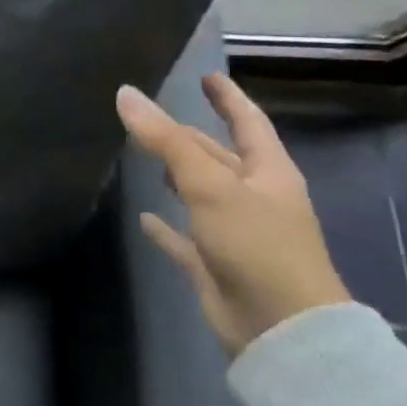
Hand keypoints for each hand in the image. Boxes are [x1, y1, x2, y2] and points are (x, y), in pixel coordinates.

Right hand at [115, 72, 348, 356]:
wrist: (280, 328)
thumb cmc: (256, 245)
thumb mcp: (210, 185)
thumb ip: (165, 141)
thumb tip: (126, 94)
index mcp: (268, 174)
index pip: (248, 123)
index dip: (228, 99)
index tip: (207, 77)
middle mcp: (254, 199)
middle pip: (219, 157)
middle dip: (190, 138)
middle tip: (152, 119)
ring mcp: (235, 233)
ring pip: (201, 195)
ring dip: (177, 177)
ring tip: (145, 159)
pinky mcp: (215, 265)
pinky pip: (184, 238)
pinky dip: (166, 227)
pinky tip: (144, 218)